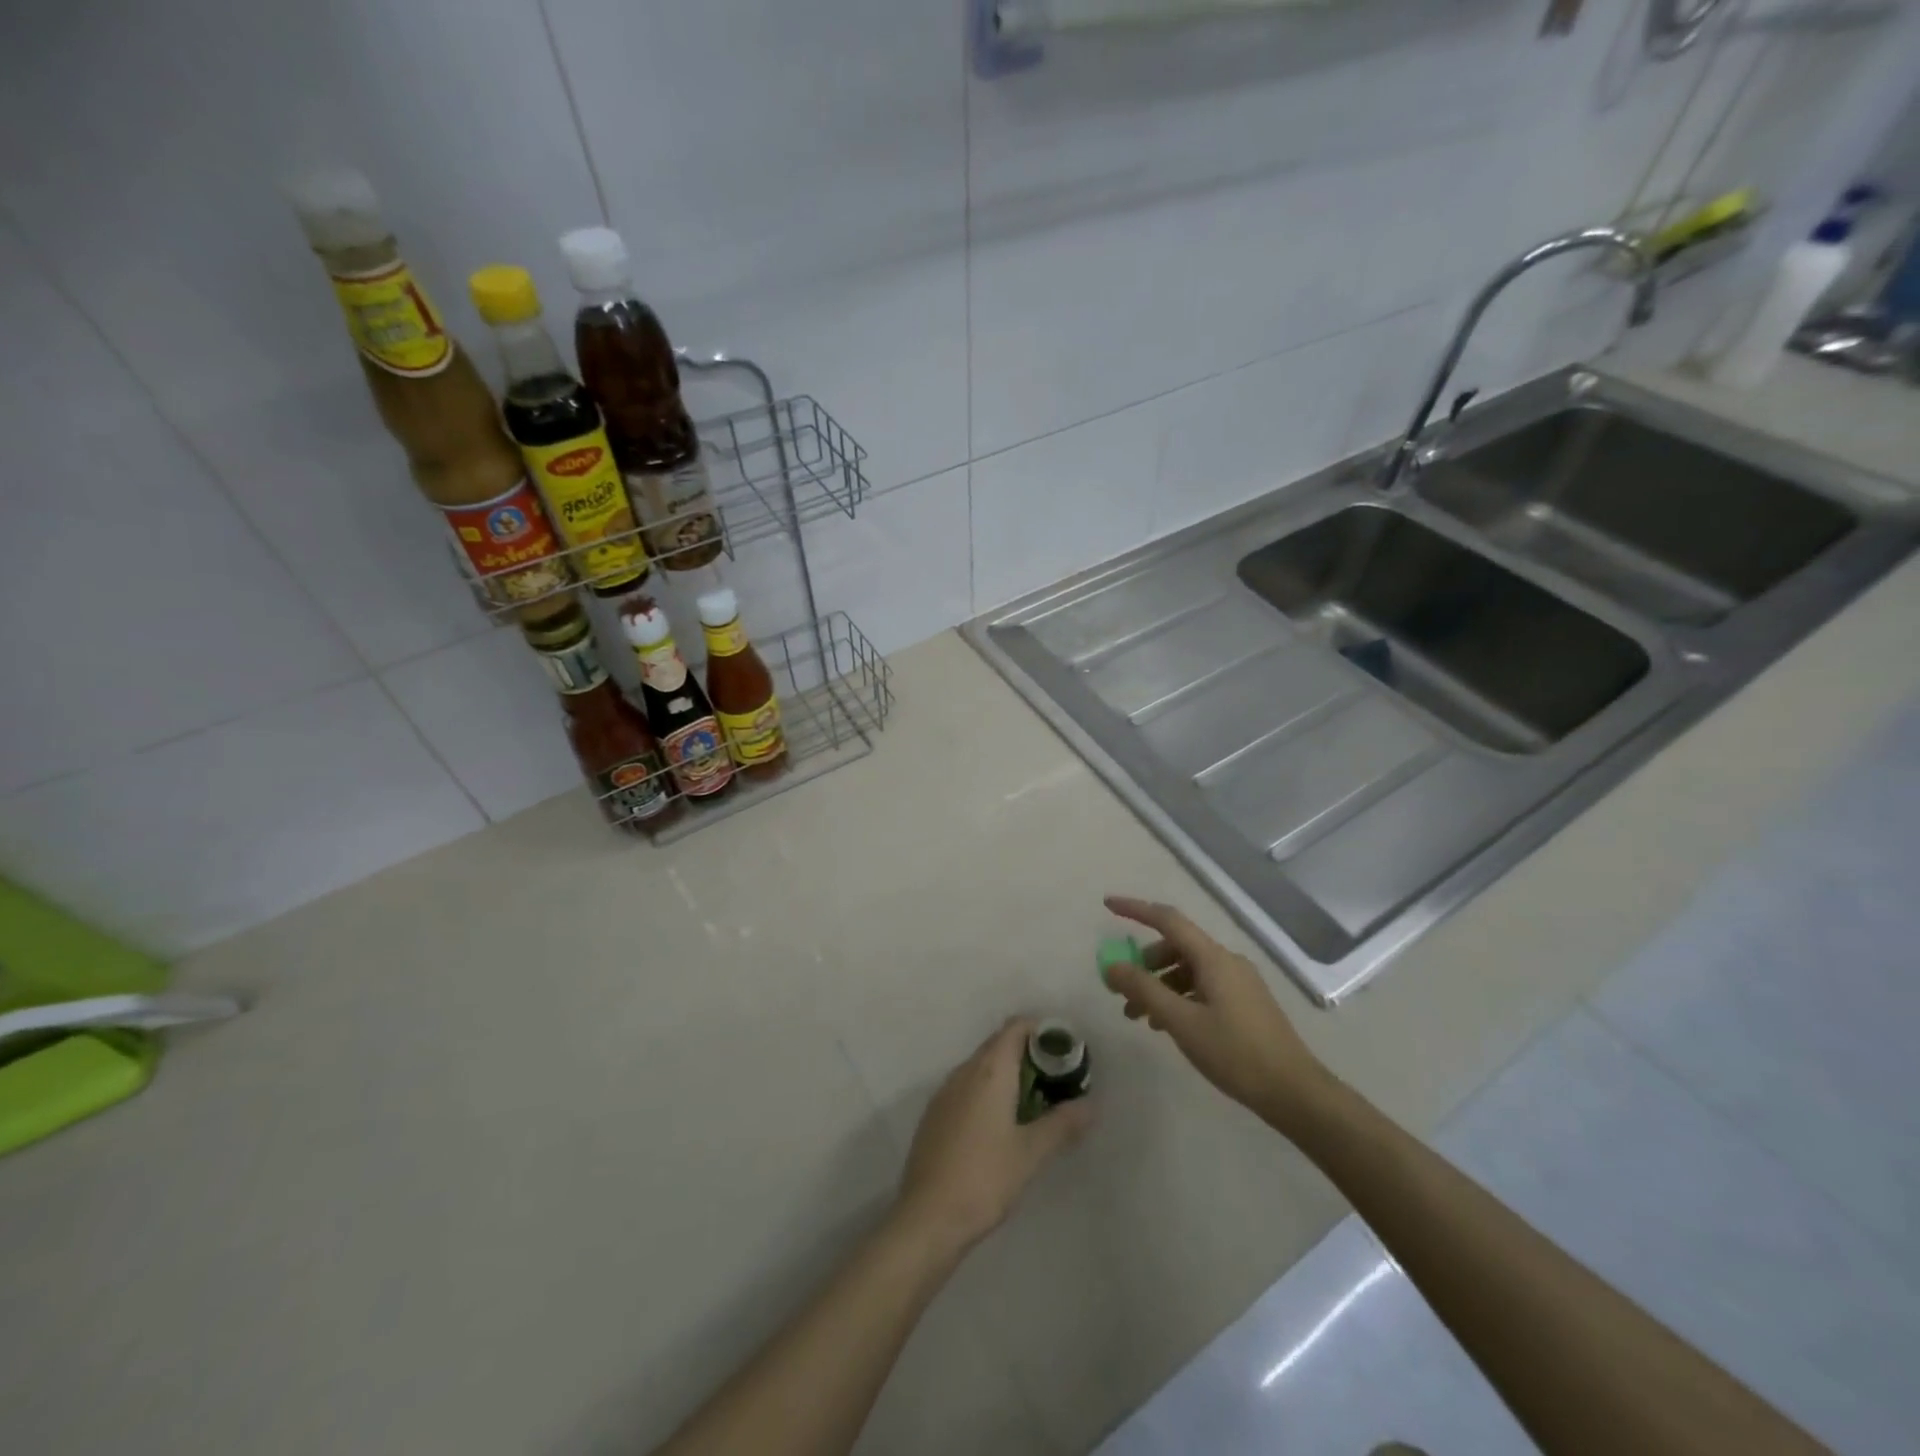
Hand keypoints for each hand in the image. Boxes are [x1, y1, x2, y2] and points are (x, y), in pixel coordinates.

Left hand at [895, 1019, 1093, 1252]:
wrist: (927, 1218)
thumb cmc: (984, 1178)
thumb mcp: (1031, 1153)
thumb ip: (1062, 1124)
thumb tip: (1091, 1104)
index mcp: (989, 1070)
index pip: (1015, 1027)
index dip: (1041, 1031)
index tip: (1065, 1051)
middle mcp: (964, 1071)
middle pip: (999, 1044)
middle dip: (1029, 1054)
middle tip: (1058, 1080)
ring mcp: (945, 1092)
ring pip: (982, 1067)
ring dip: (1009, 1074)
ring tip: (1036, 1103)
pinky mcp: (935, 1115)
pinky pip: (967, 1087)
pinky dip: (989, 1092)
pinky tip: (1002, 1124)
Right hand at [1101, 895, 1331, 1127]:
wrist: (1294, 1092)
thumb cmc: (1235, 1053)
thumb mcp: (1181, 1021)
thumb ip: (1144, 989)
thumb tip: (1111, 965)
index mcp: (1213, 958)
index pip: (1167, 919)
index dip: (1135, 909)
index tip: (1107, 905)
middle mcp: (1227, 961)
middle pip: (1176, 946)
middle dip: (1144, 963)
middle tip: (1121, 990)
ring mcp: (1239, 982)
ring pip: (1188, 970)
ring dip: (1159, 985)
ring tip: (1140, 1018)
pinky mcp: (1245, 1003)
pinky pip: (1202, 987)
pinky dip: (1179, 997)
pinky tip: (1168, 1025)